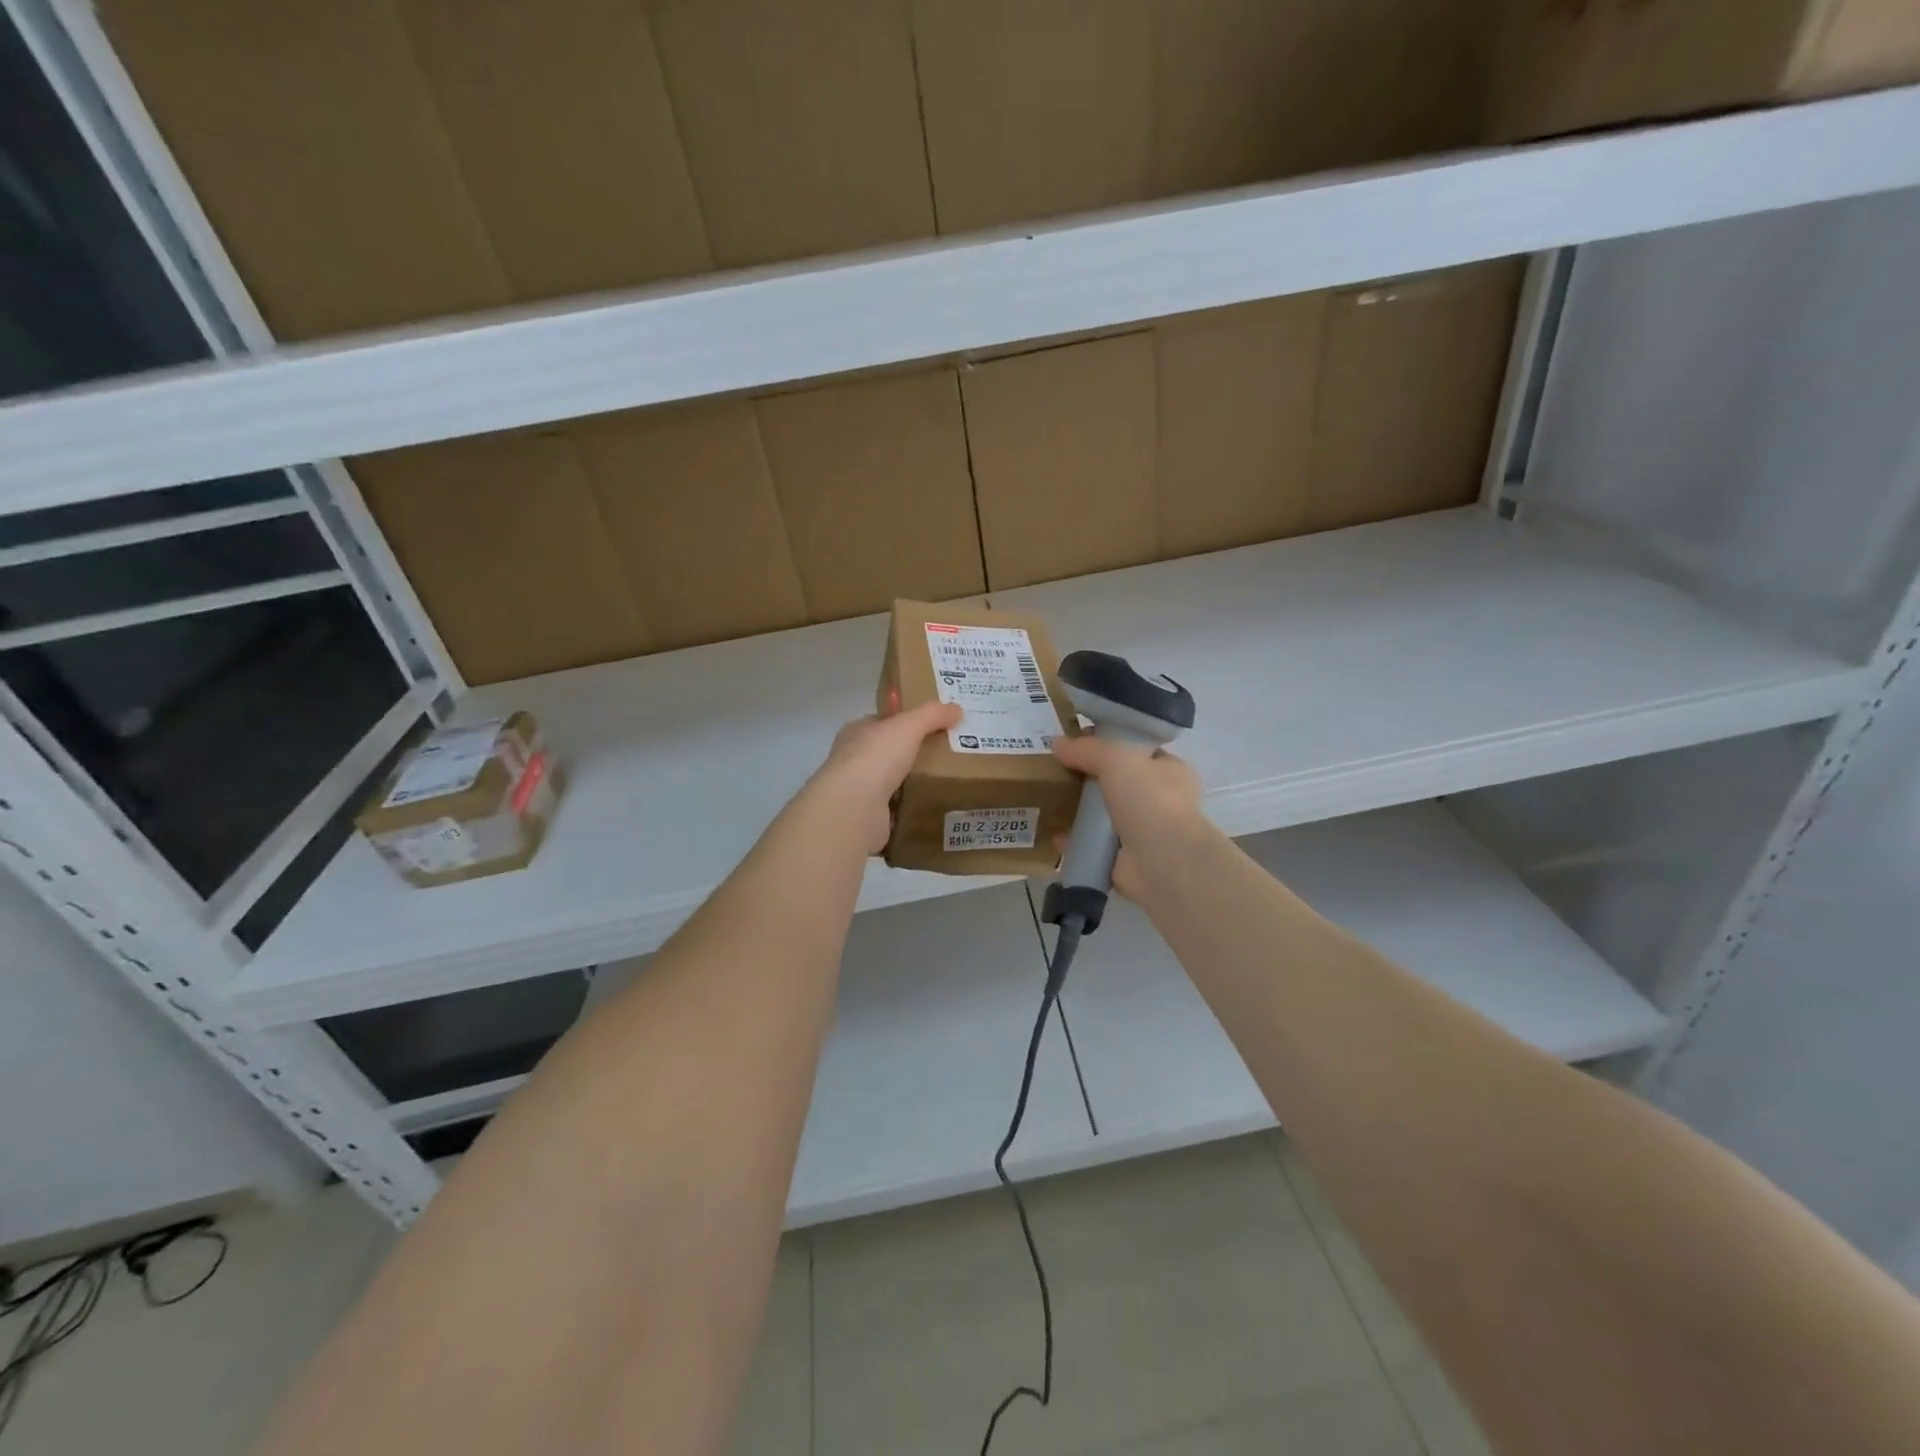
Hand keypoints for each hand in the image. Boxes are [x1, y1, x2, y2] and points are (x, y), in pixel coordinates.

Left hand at [807, 700, 962, 854]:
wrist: (854, 809)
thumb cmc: (876, 758)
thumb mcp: (908, 726)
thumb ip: (932, 715)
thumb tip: (957, 709)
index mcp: (856, 732)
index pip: (882, 722)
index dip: (905, 722)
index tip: (934, 726)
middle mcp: (853, 759)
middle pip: (889, 752)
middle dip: (913, 753)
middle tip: (948, 754)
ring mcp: (859, 790)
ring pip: (892, 781)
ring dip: (913, 782)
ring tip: (947, 781)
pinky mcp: (867, 816)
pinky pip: (895, 808)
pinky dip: (911, 807)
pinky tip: (933, 807)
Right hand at [1051, 735, 1205, 902]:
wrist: (1163, 862)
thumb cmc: (1150, 800)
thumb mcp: (1117, 758)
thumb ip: (1087, 749)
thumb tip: (1058, 743)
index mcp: (1170, 771)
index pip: (1138, 751)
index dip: (1110, 743)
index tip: (1077, 742)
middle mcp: (1159, 801)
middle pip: (1118, 782)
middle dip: (1090, 778)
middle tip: (1058, 771)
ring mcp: (1142, 833)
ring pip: (1104, 815)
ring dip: (1080, 811)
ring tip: (1050, 800)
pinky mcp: (1124, 860)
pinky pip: (1092, 845)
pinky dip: (1074, 841)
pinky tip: (1054, 835)